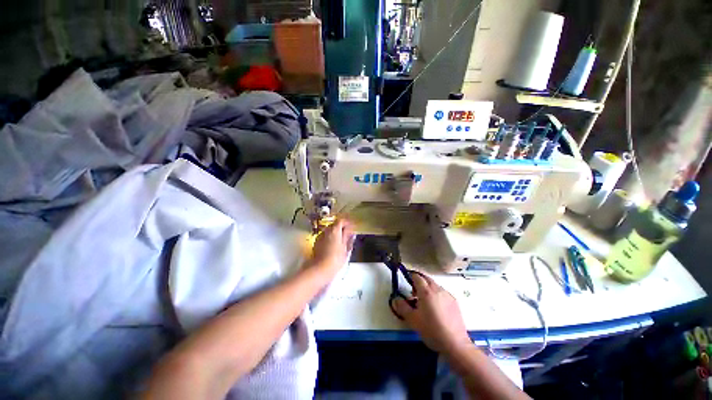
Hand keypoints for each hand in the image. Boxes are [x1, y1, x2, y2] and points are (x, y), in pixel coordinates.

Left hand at [307, 219, 353, 277]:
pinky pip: (324, 237)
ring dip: (335, 233)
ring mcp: (320, 236)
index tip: (351, 226)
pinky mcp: (316, 243)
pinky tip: (333, 245)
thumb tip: (351, 233)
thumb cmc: (336, 259)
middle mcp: (326, 231)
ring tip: (341, 240)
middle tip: (347, 234)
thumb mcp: (345, 248)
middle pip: (334, 224)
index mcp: (335, 230)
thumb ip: (348, 238)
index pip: (341, 220)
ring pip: (329, 231)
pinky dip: (329, 238)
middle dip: (341, 227)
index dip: (347, 222)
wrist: (320, 269)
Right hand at [393, 273, 470, 354]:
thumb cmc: (431, 330)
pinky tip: (436, 308)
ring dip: (428, 288)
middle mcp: (437, 289)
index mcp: (426, 291)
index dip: (410, 276)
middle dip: (419, 281)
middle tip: (414, 292)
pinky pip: (442, 292)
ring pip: (435, 285)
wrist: (455, 344)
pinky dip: (436, 294)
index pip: (417, 277)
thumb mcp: (413, 320)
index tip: (406, 281)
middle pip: (426, 278)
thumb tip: (396, 299)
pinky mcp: (454, 302)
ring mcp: (447, 295)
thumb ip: (402, 307)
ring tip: (424, 302)